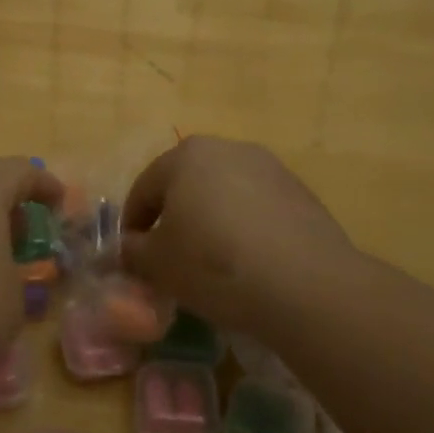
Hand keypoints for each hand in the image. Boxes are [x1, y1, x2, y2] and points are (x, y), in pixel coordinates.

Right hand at [121, 136, 353, 333]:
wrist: (305, 284)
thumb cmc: (215, 264)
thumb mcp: (159, 264)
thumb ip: (133, 251)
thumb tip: (127, 247)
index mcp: (187, 155)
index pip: (145, 188)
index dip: (133, 224)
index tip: (132, 256)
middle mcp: (228, 148)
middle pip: (187, 184)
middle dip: (174, 218)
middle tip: (170, 258)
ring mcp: (270, 167)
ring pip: (225, 194)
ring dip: (212, 221)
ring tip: (212, 263)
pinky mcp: (300, 192)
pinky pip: (258, 208)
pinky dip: (245, 229)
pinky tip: (249, 264)